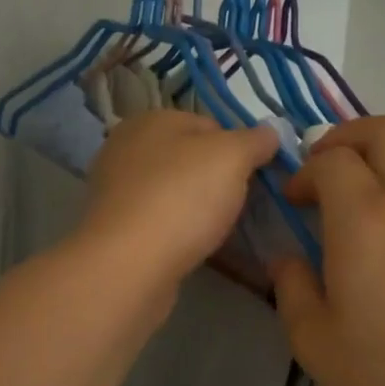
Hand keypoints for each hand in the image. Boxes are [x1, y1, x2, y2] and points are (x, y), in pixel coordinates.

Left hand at [78, 111, 279, 291]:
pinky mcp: (115, 229)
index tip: (254, 177)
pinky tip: (192, 248)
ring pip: (173, 192)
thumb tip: (268, 134)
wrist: (129, 265)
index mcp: (150, 120)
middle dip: (216, 180)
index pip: (208, 125)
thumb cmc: (182, 198)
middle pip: (189, 159)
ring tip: (219, 231)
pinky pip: (159, 223)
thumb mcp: (232, 157)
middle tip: (240, 205)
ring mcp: (116, 191)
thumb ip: (254, 140)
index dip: (237, 149)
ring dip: (197, 209)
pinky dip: (177, 232)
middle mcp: (126, 148)